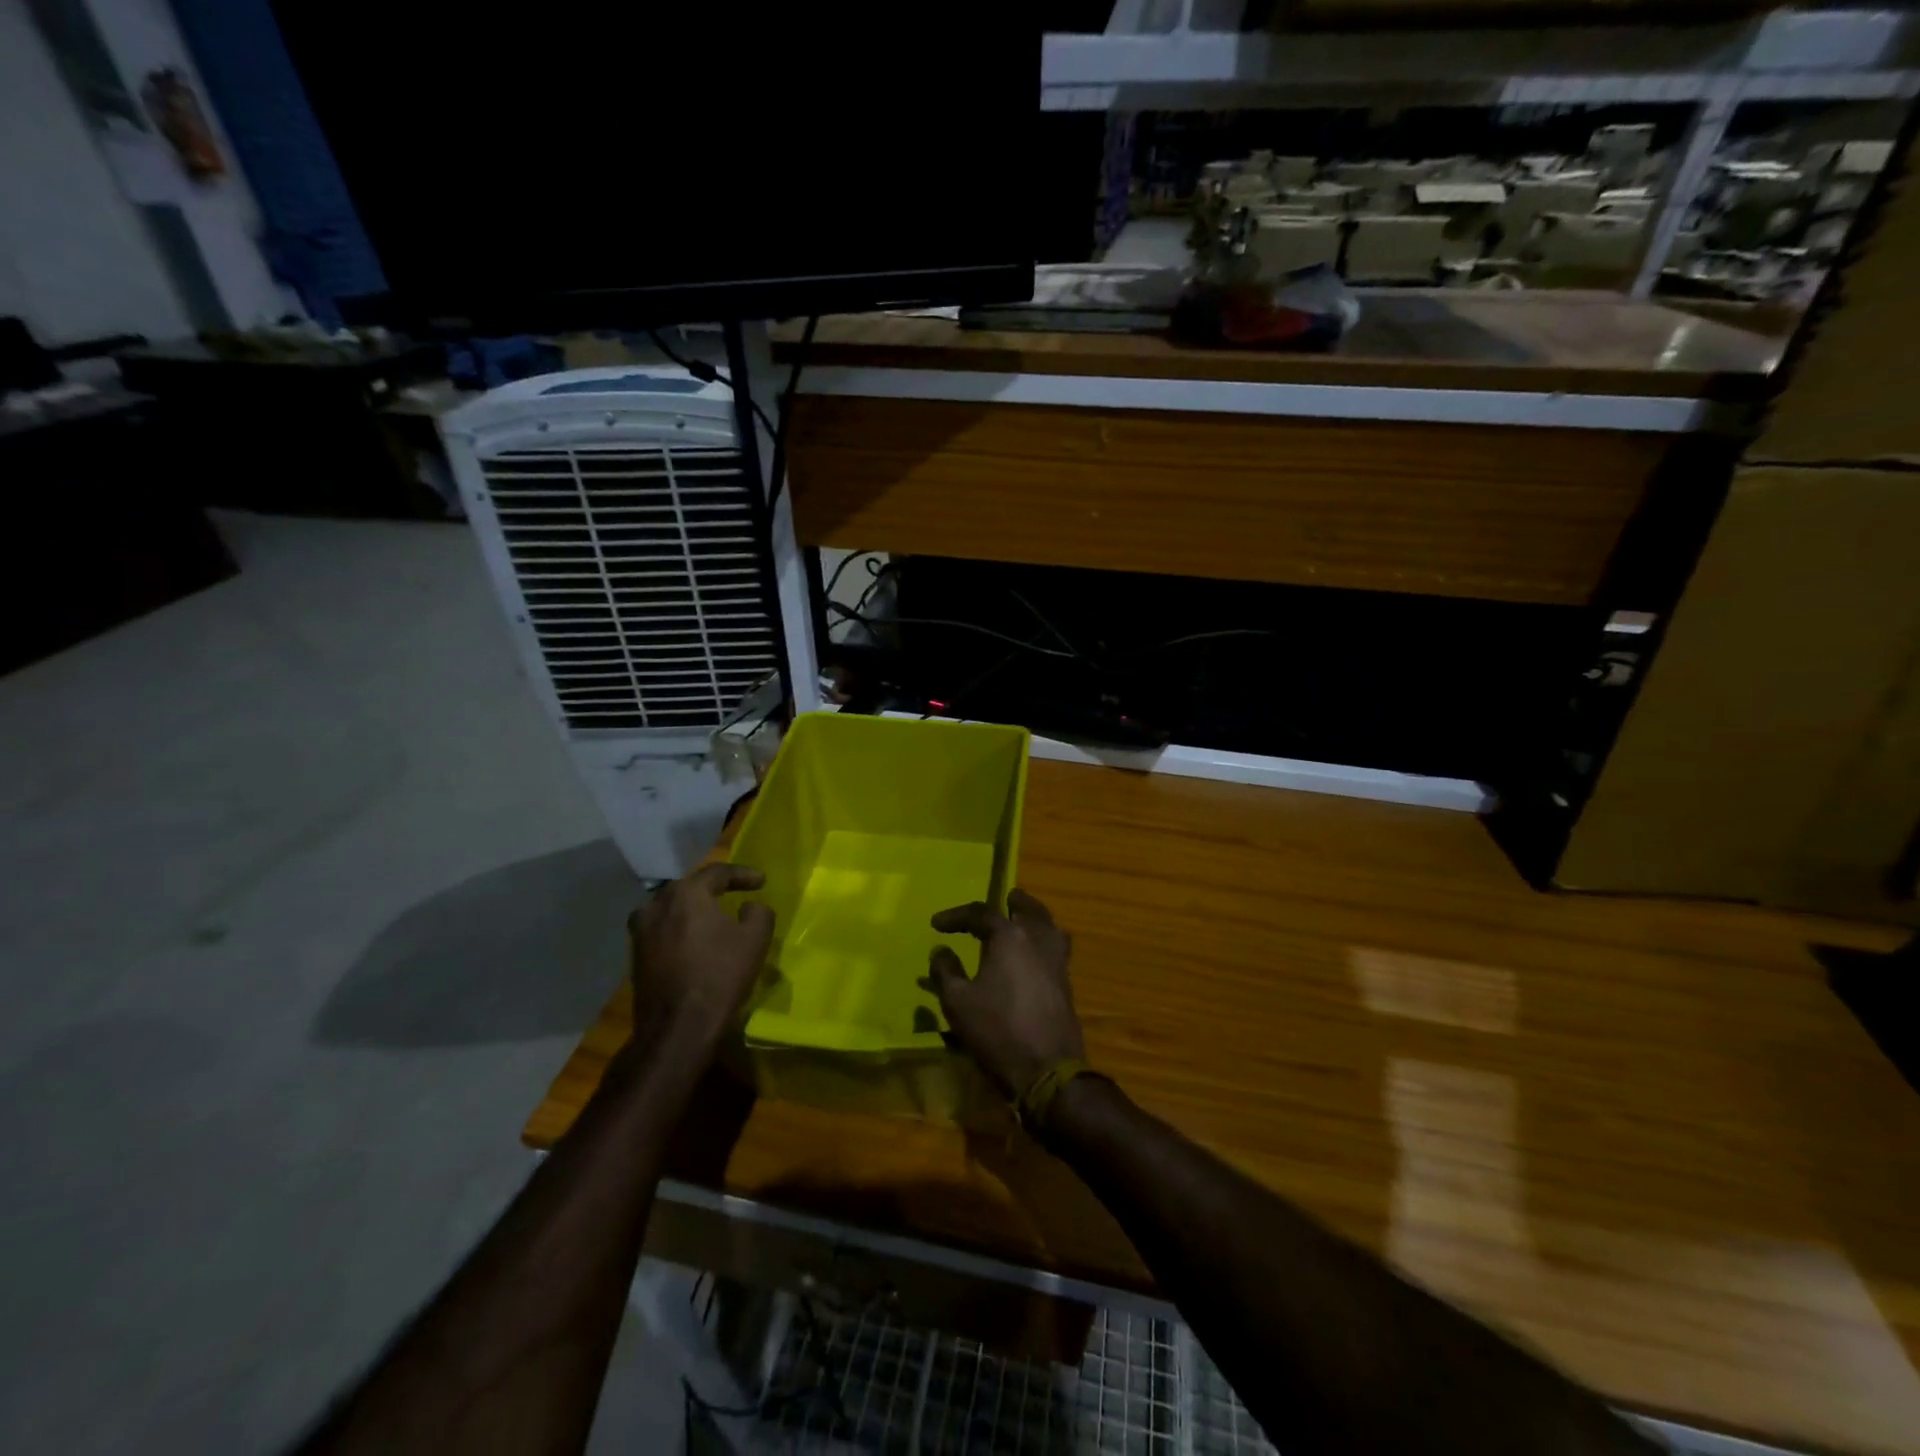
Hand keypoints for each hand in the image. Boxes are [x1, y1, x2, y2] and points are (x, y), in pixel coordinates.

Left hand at [627, 864, 773, 1049]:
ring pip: (673, 910)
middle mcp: (656, 905)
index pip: (717, 872)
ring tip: (714, 918)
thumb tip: (749, 906)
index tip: (761, 881)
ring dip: (694, 910)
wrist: (677, 1028)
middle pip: (690, 888)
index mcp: (685, 893)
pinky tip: (695, 942)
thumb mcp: (756, 939)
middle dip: (714, 890)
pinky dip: (681, 930)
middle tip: (736, 893)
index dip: (743, 874)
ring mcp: (640, 931)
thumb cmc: (720, 975)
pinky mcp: (635, 956)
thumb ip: (758, 912)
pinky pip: (663, 930)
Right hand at [921, 888, 1085, 1097]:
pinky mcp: (1067, 982)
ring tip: (1022, 921)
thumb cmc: (997, 1030)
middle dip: (1012, 903)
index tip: (937, 925)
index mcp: (1010, 936)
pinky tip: (1033, 955)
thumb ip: (946, 971)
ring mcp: (1058, 960)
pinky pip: (1056, 947)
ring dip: (1034, 918)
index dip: (956, 916)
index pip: (981, 913)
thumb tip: (941, 951)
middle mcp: (1038, 938)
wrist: (1048, 1069)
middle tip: (1003, 900)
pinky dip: (1044, 940)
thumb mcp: (958, 1002)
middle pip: (1028, 908)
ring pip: (1048, 925)